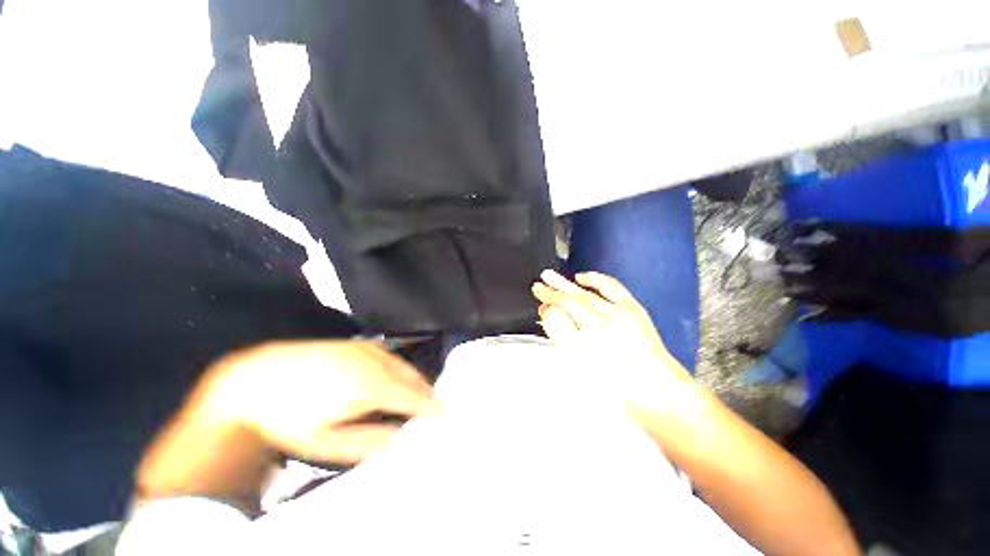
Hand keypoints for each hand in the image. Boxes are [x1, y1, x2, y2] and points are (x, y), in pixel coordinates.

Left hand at [209, 340, 439, 463]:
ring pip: (403, 366)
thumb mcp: (323, 441)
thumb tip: (400, 439)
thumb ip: (367, 442)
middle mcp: (374, 363)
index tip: (448, 413)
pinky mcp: (359, 345)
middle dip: (427, 392)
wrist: (258, 378)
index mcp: (368, 387)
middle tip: (436, 407)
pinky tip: (398, 378)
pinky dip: (402, 369)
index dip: (431, 405)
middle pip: (411, 378)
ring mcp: (367, 350)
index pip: (411, 397)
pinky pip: (391, 357)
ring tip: (421, 395)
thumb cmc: (288, 416)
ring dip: (416, 380)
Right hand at [532, 270, 695, 415]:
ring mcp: (617, 314)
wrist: (654, 391)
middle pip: (570, 300)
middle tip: (538, 286)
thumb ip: (560, 336)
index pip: (559, 313)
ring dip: (566, 284)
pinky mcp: (632, 309)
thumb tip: (549, 314)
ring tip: (550, 276)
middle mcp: (600, 323)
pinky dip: (595, 279)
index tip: (539, 303)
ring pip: (585, 293)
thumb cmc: (616, 388)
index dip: (547, 305)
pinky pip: (611, 287)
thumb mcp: (578, 366)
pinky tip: (582, 277)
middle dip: (551, 292)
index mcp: (585, 341)